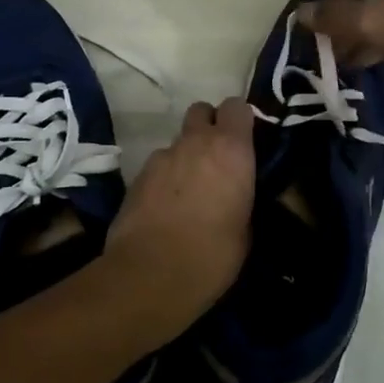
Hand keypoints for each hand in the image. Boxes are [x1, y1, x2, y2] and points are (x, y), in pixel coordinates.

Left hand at [102, 96, 254, 343]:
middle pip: (202, 110)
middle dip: (209, 126)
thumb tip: (237, 193)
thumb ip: (242, 195)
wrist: (150, 276)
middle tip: (216, 158)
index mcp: (230, 149)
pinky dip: (165, 177)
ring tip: (189, 191)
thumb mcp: (246, 229)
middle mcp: (195, 142)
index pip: (237, 106)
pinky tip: (166, 207)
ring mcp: (162, 156)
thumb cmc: (212, 256)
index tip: (246, 140)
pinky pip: (158, 165)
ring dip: (186, 156)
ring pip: (179, 141)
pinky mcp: (137, 176)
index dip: (241, 119)